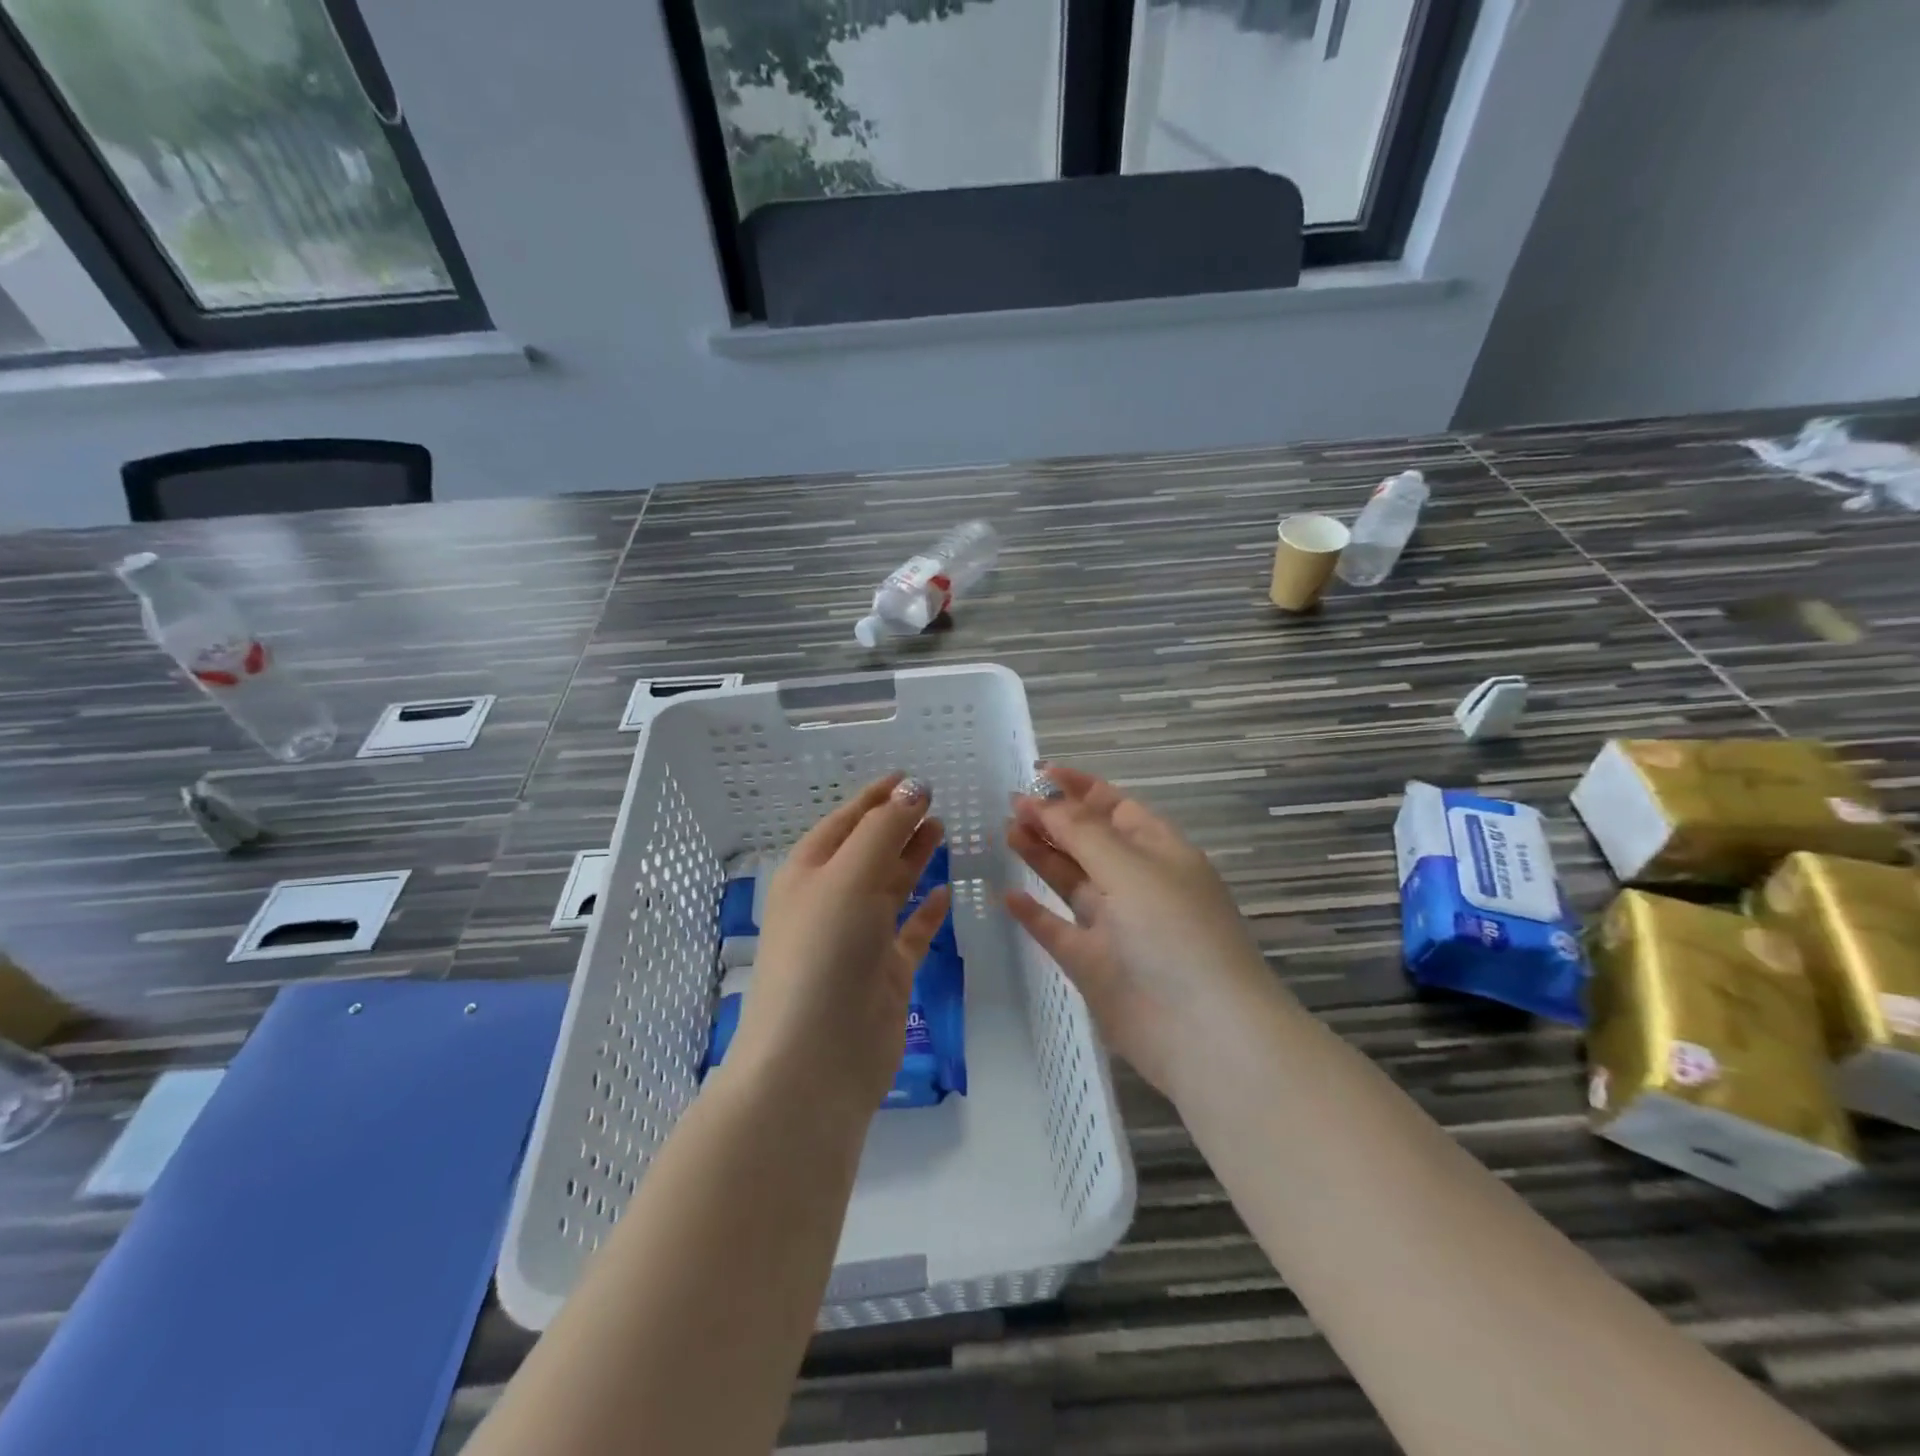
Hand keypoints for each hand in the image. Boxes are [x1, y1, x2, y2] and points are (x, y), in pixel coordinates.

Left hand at [729, 773, 952, 1120]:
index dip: (876, 798)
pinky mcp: (885, 974)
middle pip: (869, 851)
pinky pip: (910, 932)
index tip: (909, 777)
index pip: (845, 822)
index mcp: (809, 874)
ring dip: (913, 859)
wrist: (816, 1060)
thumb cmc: (824, 953)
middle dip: (898, 824)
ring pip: (891, 888)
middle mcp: (831, 902)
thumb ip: (884, 830)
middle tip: (935, 802)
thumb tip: (914, 787)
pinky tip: (945, 893)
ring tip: (943, 831)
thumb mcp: (849, 877)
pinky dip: (926, 911)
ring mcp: (859, 940)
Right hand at [1005, 764, 1270, 1095]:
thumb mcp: (1130, 868)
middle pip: (1090, 842)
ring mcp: (1116, 926)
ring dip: (1042, 856)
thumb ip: (1083, 833)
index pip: (1116, 807)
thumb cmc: (1174, 932)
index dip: (1080, 788)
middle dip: (1054, 820)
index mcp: (1160, 852)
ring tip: (1006, 832)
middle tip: (1011, 804)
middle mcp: (1138, 884)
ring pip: (1072, 882)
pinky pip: (1058, 931)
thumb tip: (1045, 800)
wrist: (1203, 1032)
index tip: (1039, 772)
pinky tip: (1008, 896)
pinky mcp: (1095, 965)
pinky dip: (1035, 914)